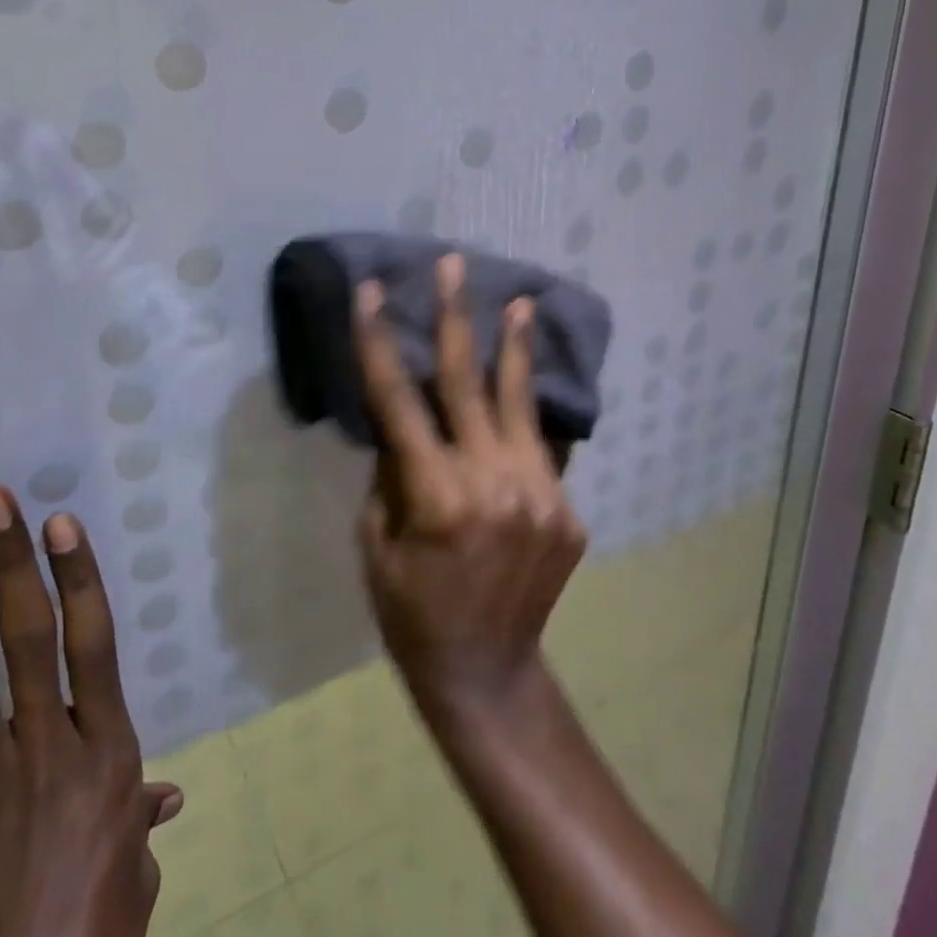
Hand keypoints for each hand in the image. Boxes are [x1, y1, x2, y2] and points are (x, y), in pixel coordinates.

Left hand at [0, 487, 182, 936]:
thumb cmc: (92, 936)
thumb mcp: (132, 874)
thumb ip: (140, 819)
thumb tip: (165, 795)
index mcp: (106, 751)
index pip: (93, 641)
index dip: (77, 575)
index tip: (59, 522)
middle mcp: (48, 747)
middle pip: (29, 636)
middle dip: (7, 561)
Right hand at [352, 252, 587, 719]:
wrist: (488, 672)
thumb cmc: (411, 613)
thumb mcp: (377, 544)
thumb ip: (393, 472)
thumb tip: (406, 418)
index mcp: (436, 497)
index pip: (398, 401)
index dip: (379, 342)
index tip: (371, 292)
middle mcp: (493, 484)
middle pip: (466, 383)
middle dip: (456, 317)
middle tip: (456, 264)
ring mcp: (540, 495)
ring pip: (521, 403)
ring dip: (515, 348)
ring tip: (521, 302)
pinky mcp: (566, 509)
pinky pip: (542, 446)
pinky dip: (532, 411)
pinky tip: (532, 379)